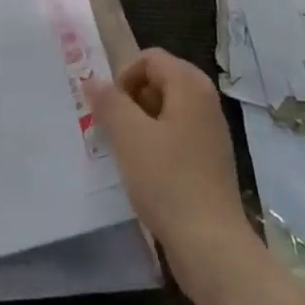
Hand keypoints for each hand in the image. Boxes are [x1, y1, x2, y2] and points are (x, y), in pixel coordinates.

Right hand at [87, 49, 254, 300]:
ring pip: (165, 110)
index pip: (150, 58)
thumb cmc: (168, 181)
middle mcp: (205, 101)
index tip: (110, 108)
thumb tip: (93, 80)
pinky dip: (156, 144)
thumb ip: (109, 102)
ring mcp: (210, 132)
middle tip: (113, 128)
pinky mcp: (209, 161)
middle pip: (159, 81)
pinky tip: (143, 172)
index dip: (124, 76)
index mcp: (190, 86)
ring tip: (124, 152)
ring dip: (140, 123)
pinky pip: (176, 135)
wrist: (211, 246)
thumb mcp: (129, 136)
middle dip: (130, 99)